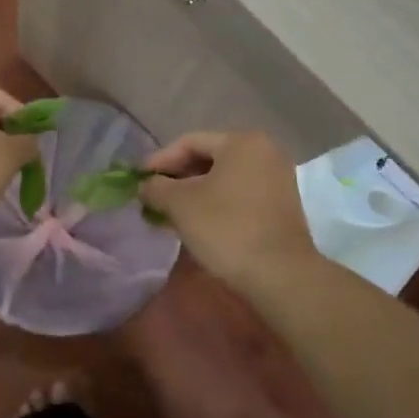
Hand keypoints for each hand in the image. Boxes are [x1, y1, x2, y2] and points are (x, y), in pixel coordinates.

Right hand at [141, 131, 315, 283]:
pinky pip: (238, 194)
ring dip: (192, 194)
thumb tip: (145, 185)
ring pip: (222, 179)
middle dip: (176, 179)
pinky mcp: (280, 205)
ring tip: (167, 214)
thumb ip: (156, 187)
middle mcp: (264, 152)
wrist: (280, 275)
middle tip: (152, 197)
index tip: (138, 180)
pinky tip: (194, 223)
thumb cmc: (227, 228)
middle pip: (207, 158)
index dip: (159, 160)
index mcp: (241, 142)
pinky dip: (214, 204)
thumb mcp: (180, 204)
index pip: (189, 142)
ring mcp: (276, 179)